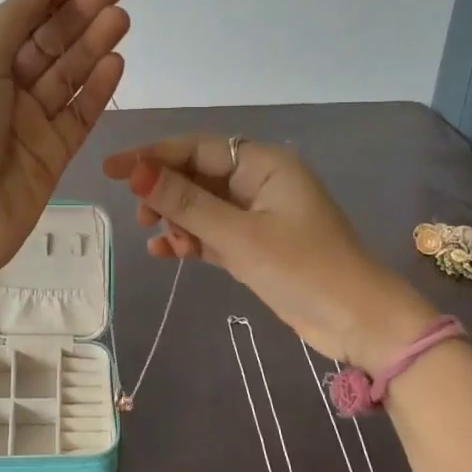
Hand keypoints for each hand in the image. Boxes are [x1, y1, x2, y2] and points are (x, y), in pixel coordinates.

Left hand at [0, 0, 128, 287]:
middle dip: (81, 13)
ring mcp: (31, 123)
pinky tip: (116, 61)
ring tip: (122, 17)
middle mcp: (4, 88)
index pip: (21, 19)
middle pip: (50, 43)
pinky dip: (97, 89)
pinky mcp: (54, 153)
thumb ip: (13, 20)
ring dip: (94, 44)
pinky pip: (80, 114)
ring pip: (69, 75)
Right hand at [102, 134, 435, 371]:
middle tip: (141, 216)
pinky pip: (211, 231)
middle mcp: (258, 181)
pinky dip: (189, 239)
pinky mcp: (254, 244)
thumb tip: (136, 172)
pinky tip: (164, 251)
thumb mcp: (238, 235)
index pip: (196, 147)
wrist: (360, 323)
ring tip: (162, 241)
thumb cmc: (303, 269)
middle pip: (196, 174)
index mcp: (262, 163)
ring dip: (177, 220)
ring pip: (200, 205)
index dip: (151, 155)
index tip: (111, 169)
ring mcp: (256, 214)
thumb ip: (185, 203)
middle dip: (165, 193)